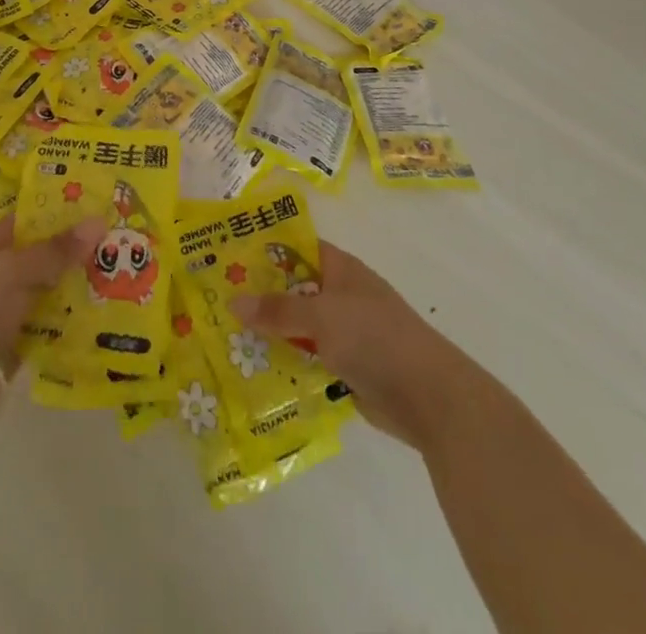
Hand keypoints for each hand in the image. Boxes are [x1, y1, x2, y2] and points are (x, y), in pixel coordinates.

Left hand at [0, 216, 104, 427]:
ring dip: (81, 288)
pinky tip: (104, 318)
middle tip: (125, 248)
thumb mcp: (16, 269)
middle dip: (81, 253)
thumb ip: (57, 249)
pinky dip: (72, 321)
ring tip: (124, 282)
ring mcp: (8, 305)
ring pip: (53, 289)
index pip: (36, 218)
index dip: (67, 213)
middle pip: (48, 254)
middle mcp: (1, 269)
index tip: (105, 211)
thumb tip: (98, 221)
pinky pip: (51, 324)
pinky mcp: (16, 339)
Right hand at [232, 240, 472, 452]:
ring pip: (299, 327)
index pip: (297, 248)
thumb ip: (277, 310)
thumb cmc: (375, 338)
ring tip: (225, 337)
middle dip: (260, 295)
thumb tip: (233, 302)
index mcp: (341, 270)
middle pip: (294, 289)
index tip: (228, 256)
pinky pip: (308, 358)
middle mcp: (341, 296)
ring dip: (271, 333)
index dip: (265, 249)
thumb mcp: (321, 317)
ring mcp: (346, 333)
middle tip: (215, 300)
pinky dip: (287, 362)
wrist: (430, 397)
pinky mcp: (347, 367)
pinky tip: (255, 370)